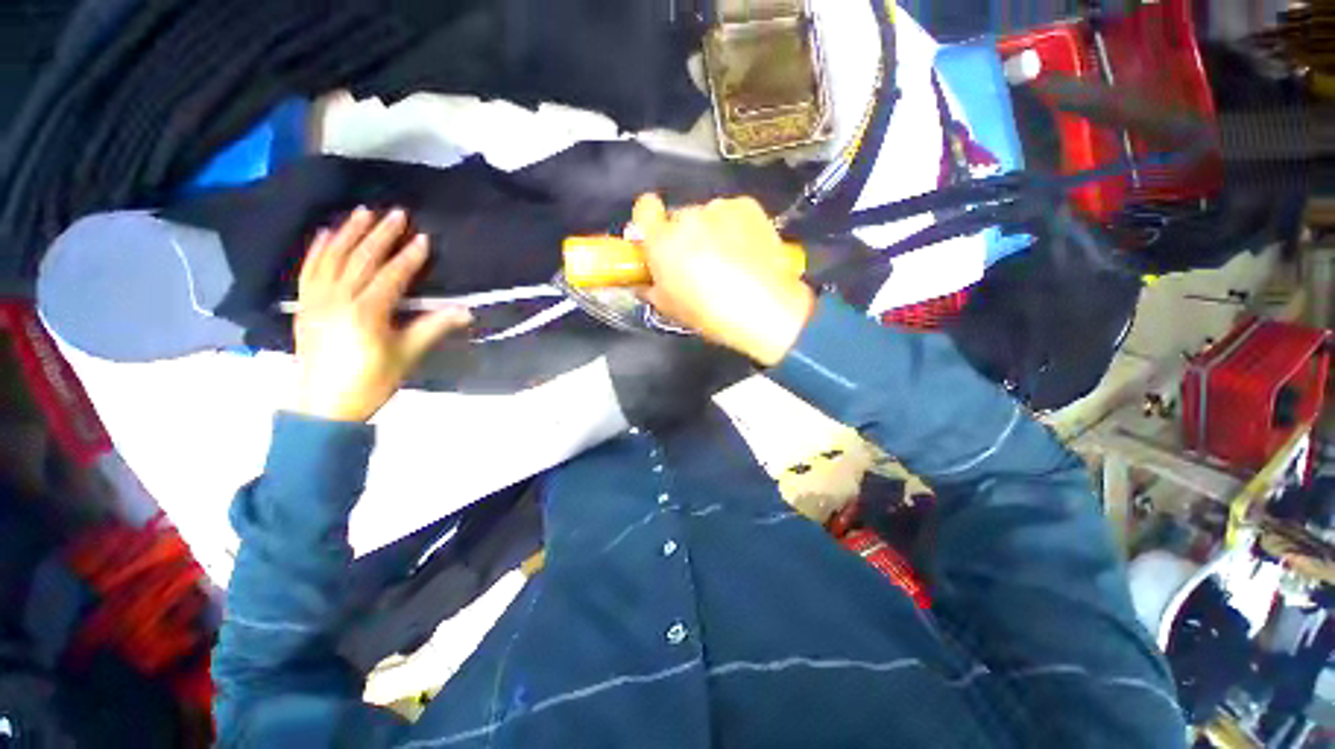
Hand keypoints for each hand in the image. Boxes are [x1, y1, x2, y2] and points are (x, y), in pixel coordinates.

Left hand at [292, 208, 471, 421]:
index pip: (391, 276)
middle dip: (380, 235)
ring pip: (332, 258)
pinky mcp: (303, 305)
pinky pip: (308, 270)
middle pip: (360, 260)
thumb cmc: (371, 381)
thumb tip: (466, 312)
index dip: (408, 257)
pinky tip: (326, 234)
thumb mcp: (407, 355)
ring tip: (362, 212)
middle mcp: (337, 299)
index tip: (423, 239)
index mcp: (366, 312)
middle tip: (396, 214)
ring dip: (349, 233)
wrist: (324, 405)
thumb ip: (433, 328)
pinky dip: (317, 249)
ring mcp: (316, 300)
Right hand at [634, 194, 814, 366]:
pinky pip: (731, 213)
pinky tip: (745, 250)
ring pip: (706, 215)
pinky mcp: (748, 206)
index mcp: (663, 241)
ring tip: (728, 260)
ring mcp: (720, 208)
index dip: (648, 220)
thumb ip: (649, 288)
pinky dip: (734, 227)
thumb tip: (643, 281)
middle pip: (679, 218)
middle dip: (683, 236)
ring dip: (710, 230)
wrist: (766, 308)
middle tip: (697, 262)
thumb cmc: (710, 313)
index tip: (656, 237)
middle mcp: (689, 217)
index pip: (644, 208)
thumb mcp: (670, 308)